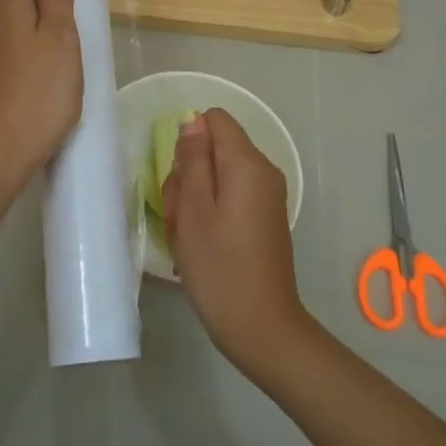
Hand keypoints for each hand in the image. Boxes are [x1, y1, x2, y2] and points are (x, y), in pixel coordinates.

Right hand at [163, 108, 311, 378]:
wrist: (260, 326)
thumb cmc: (218, 266)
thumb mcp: (193, 209)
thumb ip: (192, 159)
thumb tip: (193, 120)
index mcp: (247, 163)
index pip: (215, 119)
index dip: (189, 140)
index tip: (179, 176)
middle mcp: (263, 172)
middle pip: (215, 148)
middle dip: (188, 174)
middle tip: (179, 215)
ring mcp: (266, 196)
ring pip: (218, 175)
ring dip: (194, 198)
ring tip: (186, 236)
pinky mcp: (263, 218)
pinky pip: (230, 198)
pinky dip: (209, 213)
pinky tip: (199, 244)